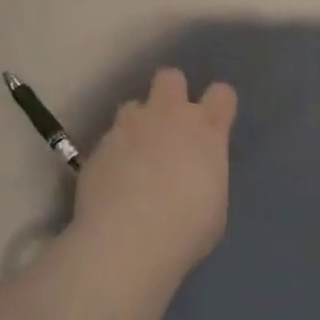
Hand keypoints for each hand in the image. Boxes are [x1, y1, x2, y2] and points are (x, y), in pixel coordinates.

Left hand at [72, 68, 236, 274]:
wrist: (128, 241)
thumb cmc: (187, 229)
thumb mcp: (214, 203)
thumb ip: (206, 173)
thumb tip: (195, 172)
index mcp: (206, 129)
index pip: (221, 94)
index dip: (218, 105)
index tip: (215, 122)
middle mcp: (168, 116)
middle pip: (170, 78)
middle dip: (171, 93)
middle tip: (170, 124)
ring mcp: (128, 128)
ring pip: (132, 106)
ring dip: (137, 124)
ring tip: (136, 156)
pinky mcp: (98, 148)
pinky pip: (108, 140)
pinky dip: (113, 155)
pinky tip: (113, 183)